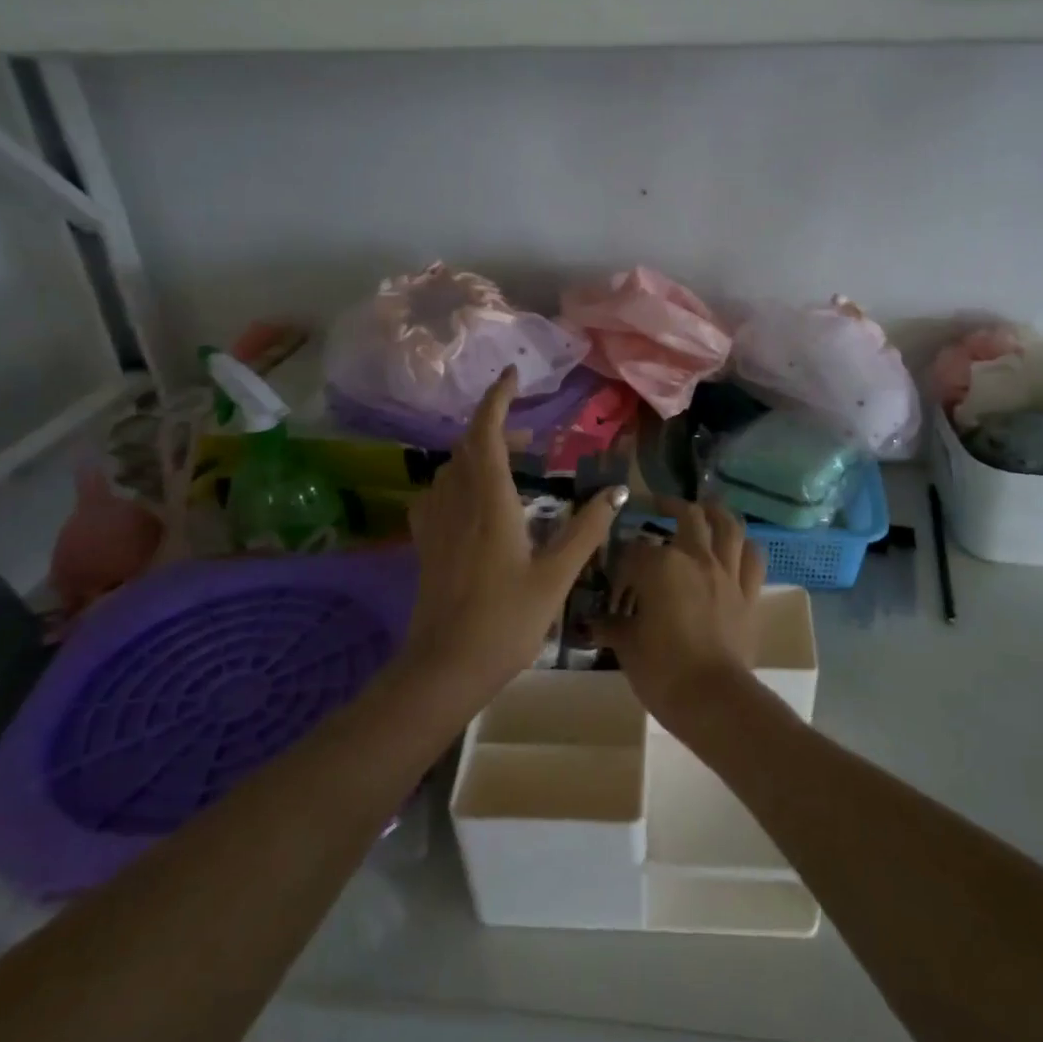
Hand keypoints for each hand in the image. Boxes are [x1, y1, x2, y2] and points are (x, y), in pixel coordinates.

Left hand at [405, 369, 627, 698]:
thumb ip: (586, 530)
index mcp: (490, 502)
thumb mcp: (556, 575)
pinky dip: (459, 480)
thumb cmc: (506, 621)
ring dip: (477, 453)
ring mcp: (436, 523)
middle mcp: (457, 502)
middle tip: (528, 436)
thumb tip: (616, 492)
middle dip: (494, 427)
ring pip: (451, 468)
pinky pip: (439, 494)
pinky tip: (474, 501)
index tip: (511, 374)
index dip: (496, 398)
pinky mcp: (426, 544)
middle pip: (467, 446)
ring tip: (509, 465)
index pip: (485, 433)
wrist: (445, 667)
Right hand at [599, 499, 765, 729]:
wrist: (712, 699)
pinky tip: (737, 545)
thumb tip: (593, 622)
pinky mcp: (749, 593)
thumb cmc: (662, 670)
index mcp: (660, 566)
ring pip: (727, 525)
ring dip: (715, 511)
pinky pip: (753, 558)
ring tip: (704, 507)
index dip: (622, 559)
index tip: (615, 571)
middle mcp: (695, 558)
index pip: (635, 550)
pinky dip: (745, 546)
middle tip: (657, 505)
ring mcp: (726, 573)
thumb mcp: (626, 646)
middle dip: (669, 506)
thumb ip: (611, 626)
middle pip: (686, 517)